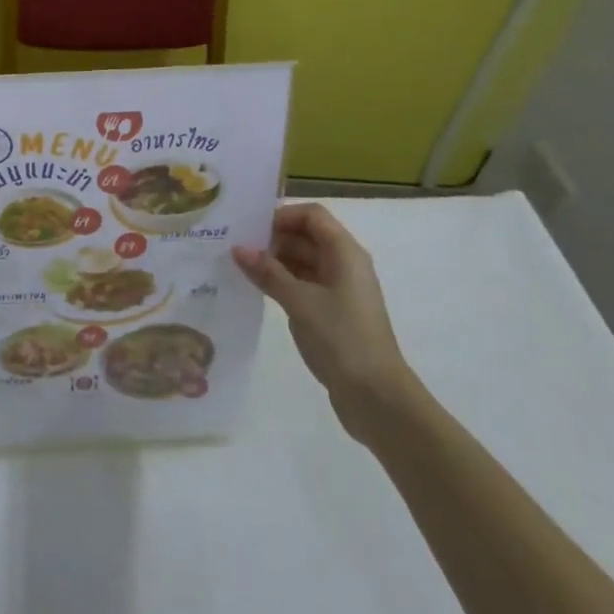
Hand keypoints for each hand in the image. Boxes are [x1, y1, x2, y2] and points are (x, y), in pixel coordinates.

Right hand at [232, 204, 417, 443]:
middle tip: (236, 247)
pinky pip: (305, 284)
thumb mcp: (299, 302)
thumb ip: (267, 272)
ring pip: (304, 261)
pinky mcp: (334, 313)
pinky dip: (283, 282)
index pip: (312, 215)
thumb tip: (238, 248)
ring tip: (240, 268)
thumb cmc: (341, 339)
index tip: (251, 228)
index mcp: (345, 253)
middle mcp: (345, 264)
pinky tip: (258, 290)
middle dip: (273, 238)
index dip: (282, 216)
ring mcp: (341, 290)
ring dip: (275, 261)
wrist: (377, 398)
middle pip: (307, 236)